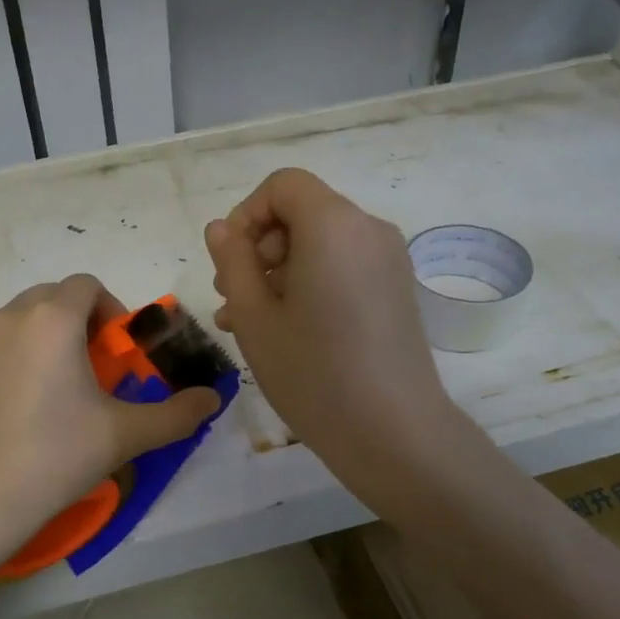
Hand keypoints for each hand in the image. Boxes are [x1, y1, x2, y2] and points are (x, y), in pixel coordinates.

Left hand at [0, 275, 221, 559]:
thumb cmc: (58, 454)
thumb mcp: (126, 434)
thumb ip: (177, 413)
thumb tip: (213, 399)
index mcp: (53, 319)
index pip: (87, 285)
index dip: (111, 310)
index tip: (117, 353)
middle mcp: (11, 317)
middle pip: (55, 296)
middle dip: (80, 321)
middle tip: (94, 370)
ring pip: (23, 318)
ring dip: (49, 336)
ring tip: (60, 387)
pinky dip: (19, 354)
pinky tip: (24, 404)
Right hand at [205, 168, 458, 511]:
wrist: (393, 432)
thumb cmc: (313, 373)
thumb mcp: (254, 317)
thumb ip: (233, 261)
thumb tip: (222, 228)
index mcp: (334, 225)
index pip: (283, 186)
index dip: (247, 215)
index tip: (229, 263)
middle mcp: (369, 230)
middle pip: (302, 213)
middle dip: (260, 249)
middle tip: (232, 301)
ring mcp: (389, 261)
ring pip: (320, 245)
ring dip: (279, 272)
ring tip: (249, 324)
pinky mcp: (397, 290)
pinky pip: (343, 268)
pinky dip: (311, 284)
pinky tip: (288, 330)